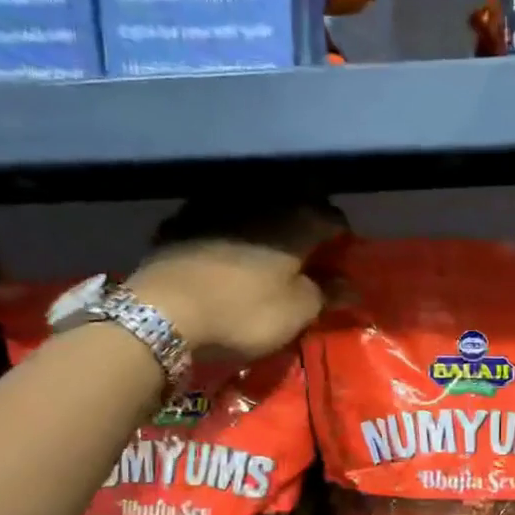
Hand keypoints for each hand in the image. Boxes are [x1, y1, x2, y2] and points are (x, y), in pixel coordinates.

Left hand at [127, 205, 343, 357]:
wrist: (163, 311)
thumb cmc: (243, 312)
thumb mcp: (295, 313)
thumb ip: (325, 294)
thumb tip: (350, 286)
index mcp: (296, 220)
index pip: (333, 218)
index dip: (341, 239)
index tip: (340, 258)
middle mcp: (260, 200)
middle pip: (295, 201)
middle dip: (305, 220)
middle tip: (308, 249)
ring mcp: (217, 204)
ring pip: (254, 203)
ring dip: (266, 219)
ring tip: (267, 245)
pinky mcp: (181, 218)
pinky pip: (216, 215)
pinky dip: (228, 226)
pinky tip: (224, 245)